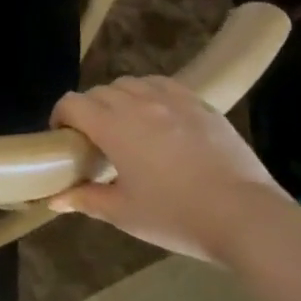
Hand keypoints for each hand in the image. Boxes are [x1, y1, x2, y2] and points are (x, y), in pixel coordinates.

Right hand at [49, 76, 291, 261]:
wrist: (246, 217)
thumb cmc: (176, 216)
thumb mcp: (124, 213)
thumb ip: (85, 200)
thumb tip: (54, 199)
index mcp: (113, 126)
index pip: (72, 103)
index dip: (60, 116)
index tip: (64, 138)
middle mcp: (138, 103)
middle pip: (99, 92)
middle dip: (89, 110)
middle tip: (96, 140)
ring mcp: (173, 100)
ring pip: (131, 83)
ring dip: (119, 98)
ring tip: (127, 124)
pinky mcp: (201, 105)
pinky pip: (164, 85)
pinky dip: (151, 94)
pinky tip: (159, 116)